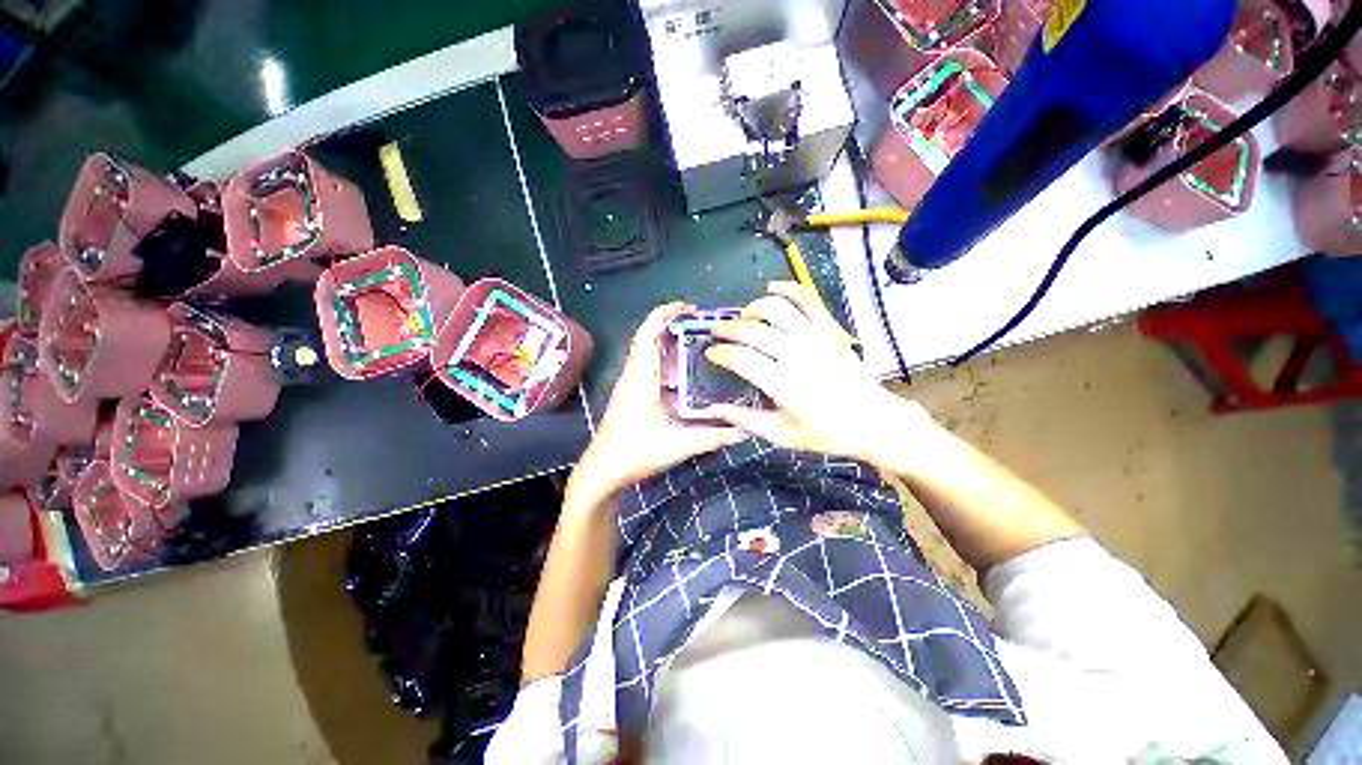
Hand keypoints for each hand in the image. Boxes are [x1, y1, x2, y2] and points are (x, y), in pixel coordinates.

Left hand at [569, 302, 744, 509]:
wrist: (602, 471)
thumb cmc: (635, 453)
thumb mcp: (679, 445)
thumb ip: (714, 436)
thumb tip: (745, 428)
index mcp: (641, 378)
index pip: (647, 334)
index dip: (664, 314)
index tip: (687, 306)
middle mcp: (633, 375)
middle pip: (647, 338)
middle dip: (670, 324)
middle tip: (699, 322)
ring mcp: (629, 385)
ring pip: (646, 352)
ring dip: (666, 341)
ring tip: (694, 340)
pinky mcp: (629, 395)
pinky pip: (646, 366)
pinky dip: (663, 359)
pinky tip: (681, 371)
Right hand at [705, 282, 930, 463]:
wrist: (873, 420)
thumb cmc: (826, 432)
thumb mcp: (783, 435)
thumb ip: (746, 420)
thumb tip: (714, 410)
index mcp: (783, 383)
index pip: (741, 359)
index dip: (720, 353)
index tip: (710, 353)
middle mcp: (796, 355)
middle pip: (752, 330)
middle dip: (728, 328)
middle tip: (717, 331)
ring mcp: (815, 338)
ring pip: (776, 308)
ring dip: (753, 308)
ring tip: (742, 316)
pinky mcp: (829, 329)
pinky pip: (806, 299)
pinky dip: (787, 288)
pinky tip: (772, 288)